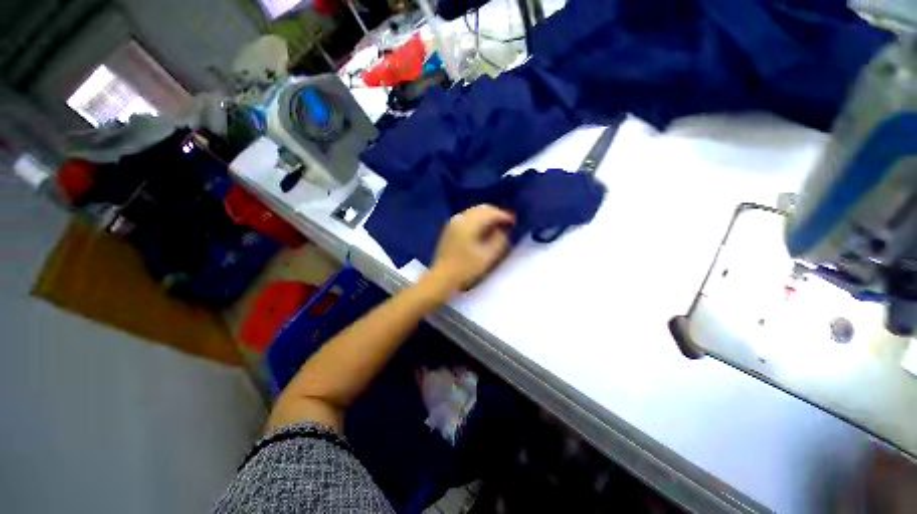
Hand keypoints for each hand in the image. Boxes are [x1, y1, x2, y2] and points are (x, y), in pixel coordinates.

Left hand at [427, 205, 514, 293]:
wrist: (442, 277)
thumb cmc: (466, 268)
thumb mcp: (488, 256)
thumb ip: (499, 240)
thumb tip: (503, 230)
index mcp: (469, 223)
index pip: (490, 213)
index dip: (504, 216)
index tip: (514, 222)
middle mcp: (460, 218)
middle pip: (482, 208)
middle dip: (496, 213)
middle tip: (507, 223)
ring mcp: (453, 222)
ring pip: (474, 211)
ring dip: (487, 216)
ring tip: (497, 226)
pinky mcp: (450, 228)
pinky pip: (468, 217)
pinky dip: (478, 219)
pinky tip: (483, 229)